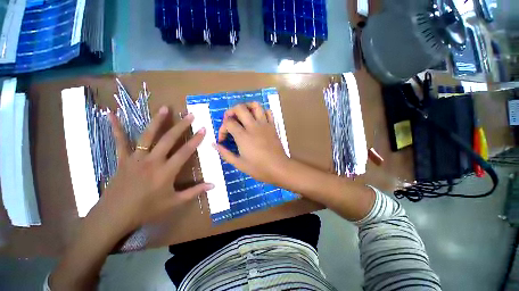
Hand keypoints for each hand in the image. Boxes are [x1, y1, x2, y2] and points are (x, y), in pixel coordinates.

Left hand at [100, 106, 213, 231]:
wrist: (115, 216)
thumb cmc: (147, 209)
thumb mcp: (174, 202)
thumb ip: (195, 192)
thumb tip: (213, 185)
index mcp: (166, 171)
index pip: (185, 152)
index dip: (196, 140)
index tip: (203, 129)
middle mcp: (153, 161)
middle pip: (169, 139)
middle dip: (181, 126)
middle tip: (190, 114)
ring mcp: (136, 158)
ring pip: (148, 136)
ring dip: (157, 121)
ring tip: (165, 108)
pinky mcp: (123, 159)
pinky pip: (119, 141)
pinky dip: (116, 128)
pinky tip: (110, 114)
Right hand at [215, 102, 290, 184]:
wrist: (279, 168)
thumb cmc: (259, 168)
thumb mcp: (239, 164)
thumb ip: (225, 153)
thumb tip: (214, 144)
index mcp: (243, 136)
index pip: (228, 123)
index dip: (222, 129)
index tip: (223, 139)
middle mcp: (253, 126)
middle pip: (240, 108)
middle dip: (231, 111)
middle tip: (230, 120)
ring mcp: (264, 124)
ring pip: (255, 105)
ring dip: (246, 106)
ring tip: (243, 114)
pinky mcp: (272, 126)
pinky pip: (268, 112)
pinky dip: (261, 112)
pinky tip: (257, 119)